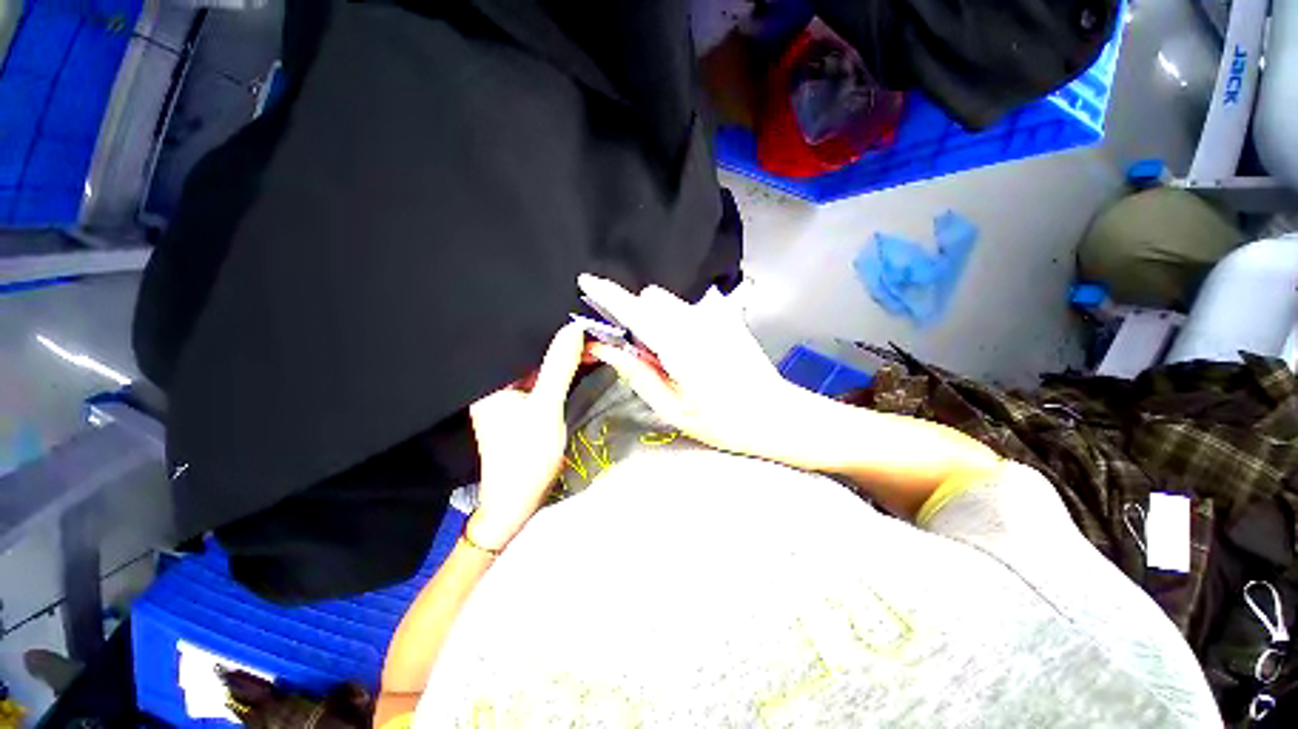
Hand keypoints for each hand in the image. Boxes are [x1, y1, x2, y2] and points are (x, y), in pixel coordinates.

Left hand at [467, 322, 585, 550]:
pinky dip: (561, 373)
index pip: (522, 342)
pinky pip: (543, 381)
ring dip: (563, 357)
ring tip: (590, 342)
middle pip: (532, 354)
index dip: (552, 330)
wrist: (516, 502)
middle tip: (591, 332)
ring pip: (540, 367)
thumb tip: (574, 328)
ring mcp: (510, 396)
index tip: (581, 321)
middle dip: (560, 343)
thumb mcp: (546, 407)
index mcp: (492, 380)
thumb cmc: (526, 456)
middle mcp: (497, 383)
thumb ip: (559, 367)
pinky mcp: (522, 407)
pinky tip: (578, 364)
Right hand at [578, 274, 814, 462]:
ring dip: (659, 320)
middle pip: (653, 298)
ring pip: (671, 304)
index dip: (608, 294)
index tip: (587, 282)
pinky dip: (679, 324)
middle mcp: (696, 322)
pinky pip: (690, 311)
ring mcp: (715, 318)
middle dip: (638, 316)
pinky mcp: (727, 319)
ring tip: (671, 355)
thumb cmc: (722, 420)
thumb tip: (606, 349)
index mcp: (679, 346)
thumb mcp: (672, 407)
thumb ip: (637, 373)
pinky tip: (695, 353)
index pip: (635, 310)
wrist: (775, 414)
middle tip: (643, 351)